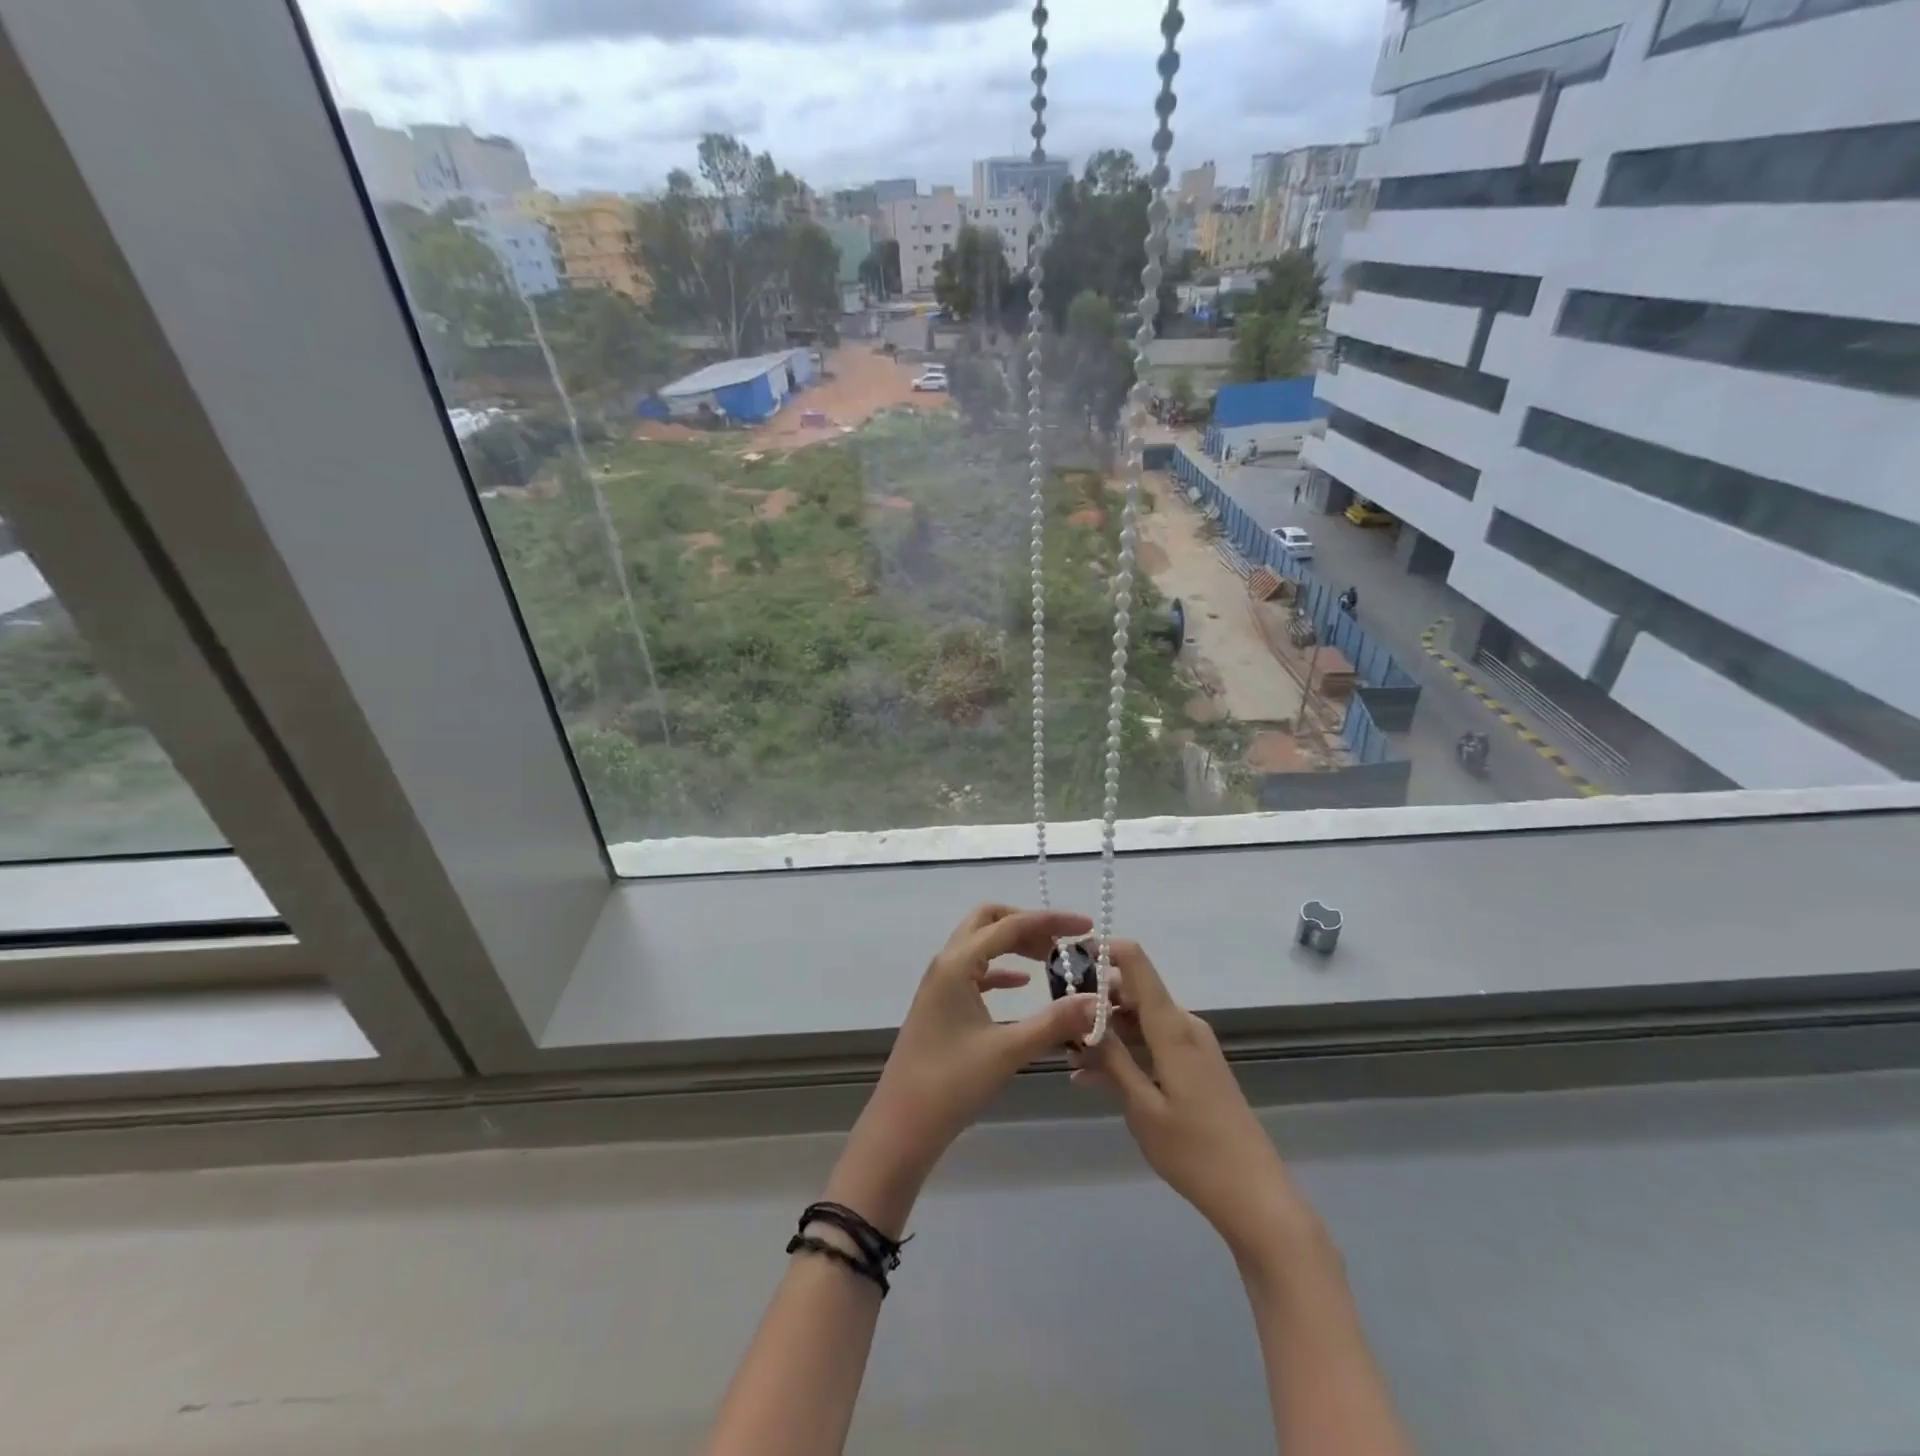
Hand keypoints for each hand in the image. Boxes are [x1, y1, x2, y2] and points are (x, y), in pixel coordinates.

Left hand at [829, 905, 1099, 1232]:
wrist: (902, 1126)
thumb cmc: (951, 1084)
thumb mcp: (1008, 1051)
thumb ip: (1055, 1022)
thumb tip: (1098, 1001)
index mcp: (957, 964)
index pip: (1010, 925)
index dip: (1051, 921)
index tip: (1086, 925)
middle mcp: (946, 964)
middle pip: (989, 921)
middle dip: (1027, 923)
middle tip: (1062, 943)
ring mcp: (940, 984)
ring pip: (981, 945)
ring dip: (1014, 945)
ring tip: (1051, 960)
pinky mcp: (941, 1005)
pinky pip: (975, 972)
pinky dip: (1001, 970)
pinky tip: (1024, 984)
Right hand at [1072, 940, 1317, 1267]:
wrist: (1255, 1196)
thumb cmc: (1194, 1151)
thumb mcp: (1142, 1107)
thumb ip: (1111, 1060)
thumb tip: (1082, 1019)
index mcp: (1172, 1027)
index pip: (1136, 963)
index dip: (1103, 950)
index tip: (1066, 959)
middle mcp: (1184, 1025)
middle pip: (1133, 991)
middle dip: (1094, 1001)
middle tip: (1057, 1023)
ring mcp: (1192, 1045)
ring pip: (1140, 1020)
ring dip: (1106, 1032)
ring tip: (1069, 1057)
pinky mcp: (1195, 1066)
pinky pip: (1153, 1042)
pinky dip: (1125, 1051)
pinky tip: (1093, 1078)